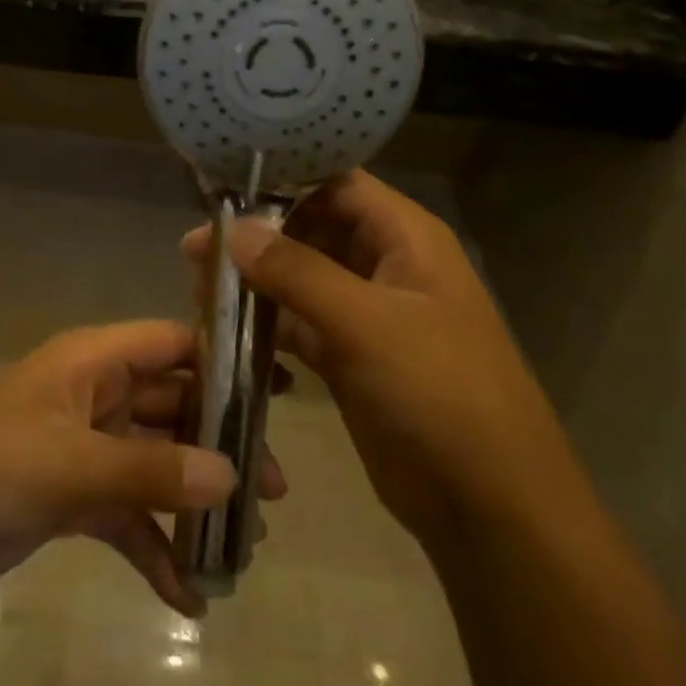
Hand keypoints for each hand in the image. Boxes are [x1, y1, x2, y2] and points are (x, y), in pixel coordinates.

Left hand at [0, 320, 286, 616]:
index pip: (172, 343)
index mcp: (92, 362)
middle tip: (275, 492)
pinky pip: (128, 515)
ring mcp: (85, 446)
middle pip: (173, 407)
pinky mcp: (73, 495)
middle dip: (220, 446)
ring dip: (194, 502)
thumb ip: (149, 471)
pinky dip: (155, 547)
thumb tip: (232, 475)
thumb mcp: (68, 465)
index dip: (223, 362)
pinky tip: (188, 597)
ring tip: (244, 549)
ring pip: (156, 464)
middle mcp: (96, 395)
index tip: (278, 398)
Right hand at [183, 173, 574, 543]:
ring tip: (198, 286)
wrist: (489, 506)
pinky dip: (265, 322)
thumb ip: (297, 272)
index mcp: (406, 238)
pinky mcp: (348, 356)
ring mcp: (366, 312)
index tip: (223, 188)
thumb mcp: (368, 324)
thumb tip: (233, 230)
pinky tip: (224, 328)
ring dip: (254, 279)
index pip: (337, 183)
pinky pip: (298, 323)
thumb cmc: (441, 394)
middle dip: (257, 234)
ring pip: (299, 277)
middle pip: (311, 228)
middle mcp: (385, 264)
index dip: (282, 179)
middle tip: (195, 248)